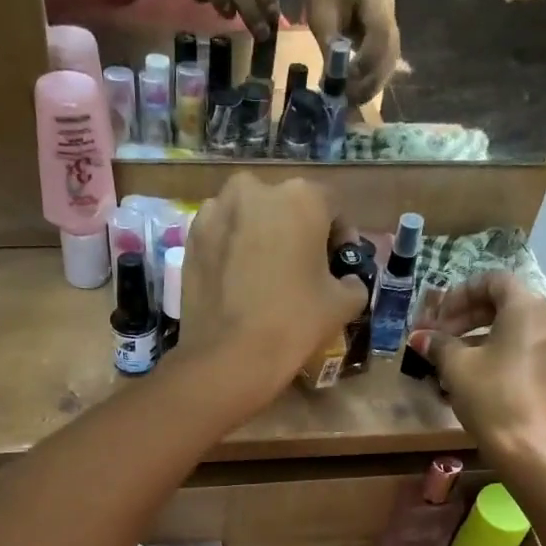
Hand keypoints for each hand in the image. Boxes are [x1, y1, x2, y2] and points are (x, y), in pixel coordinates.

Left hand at [178, 175, 366, 398]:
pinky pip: (222, 236)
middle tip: (301, 270)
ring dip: (262, 237)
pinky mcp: (191, 238)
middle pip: (286, 206)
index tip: (338, 265)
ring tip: (266, 275)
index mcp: (301, 196)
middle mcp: (255, 189)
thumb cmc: (293, 323)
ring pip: (250, 218)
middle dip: (297, 232)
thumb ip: (353, 282)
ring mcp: (216, 211)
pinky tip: (238, 283)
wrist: (228, 357)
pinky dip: (233, 250)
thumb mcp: (343, 305)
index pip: (332, 207)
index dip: (340, 237)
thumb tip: (347, 280)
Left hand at [304, 0, 399, 103]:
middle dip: (370, 79)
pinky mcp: (388, 42)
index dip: (367, 61)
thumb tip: (334, 81)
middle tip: (348, 98)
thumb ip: (330, 46)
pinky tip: (356, 94)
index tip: (347, 80)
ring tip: (350, 100)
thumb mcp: (321, 17)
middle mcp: (390, 12)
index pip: (381, 34)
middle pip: (390, 52)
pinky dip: (372, 83)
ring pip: (390, 63)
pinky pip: (386, 66)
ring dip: (372, 86)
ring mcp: (393, 27)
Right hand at [406, 271, 545, 470]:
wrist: (532, 449)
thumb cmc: (493, 399)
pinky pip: (522, 346)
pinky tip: (472, 373)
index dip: (460, 294)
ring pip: (512, 326)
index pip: (493, 281)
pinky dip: (496, 350)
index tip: (437, 316)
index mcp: (527, 307)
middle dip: (466, 315)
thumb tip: (420, 337)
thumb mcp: (458, 368)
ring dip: (478, 334)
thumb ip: (438, 345)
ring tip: (449, 357)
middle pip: (504, 302)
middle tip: (438, 336)